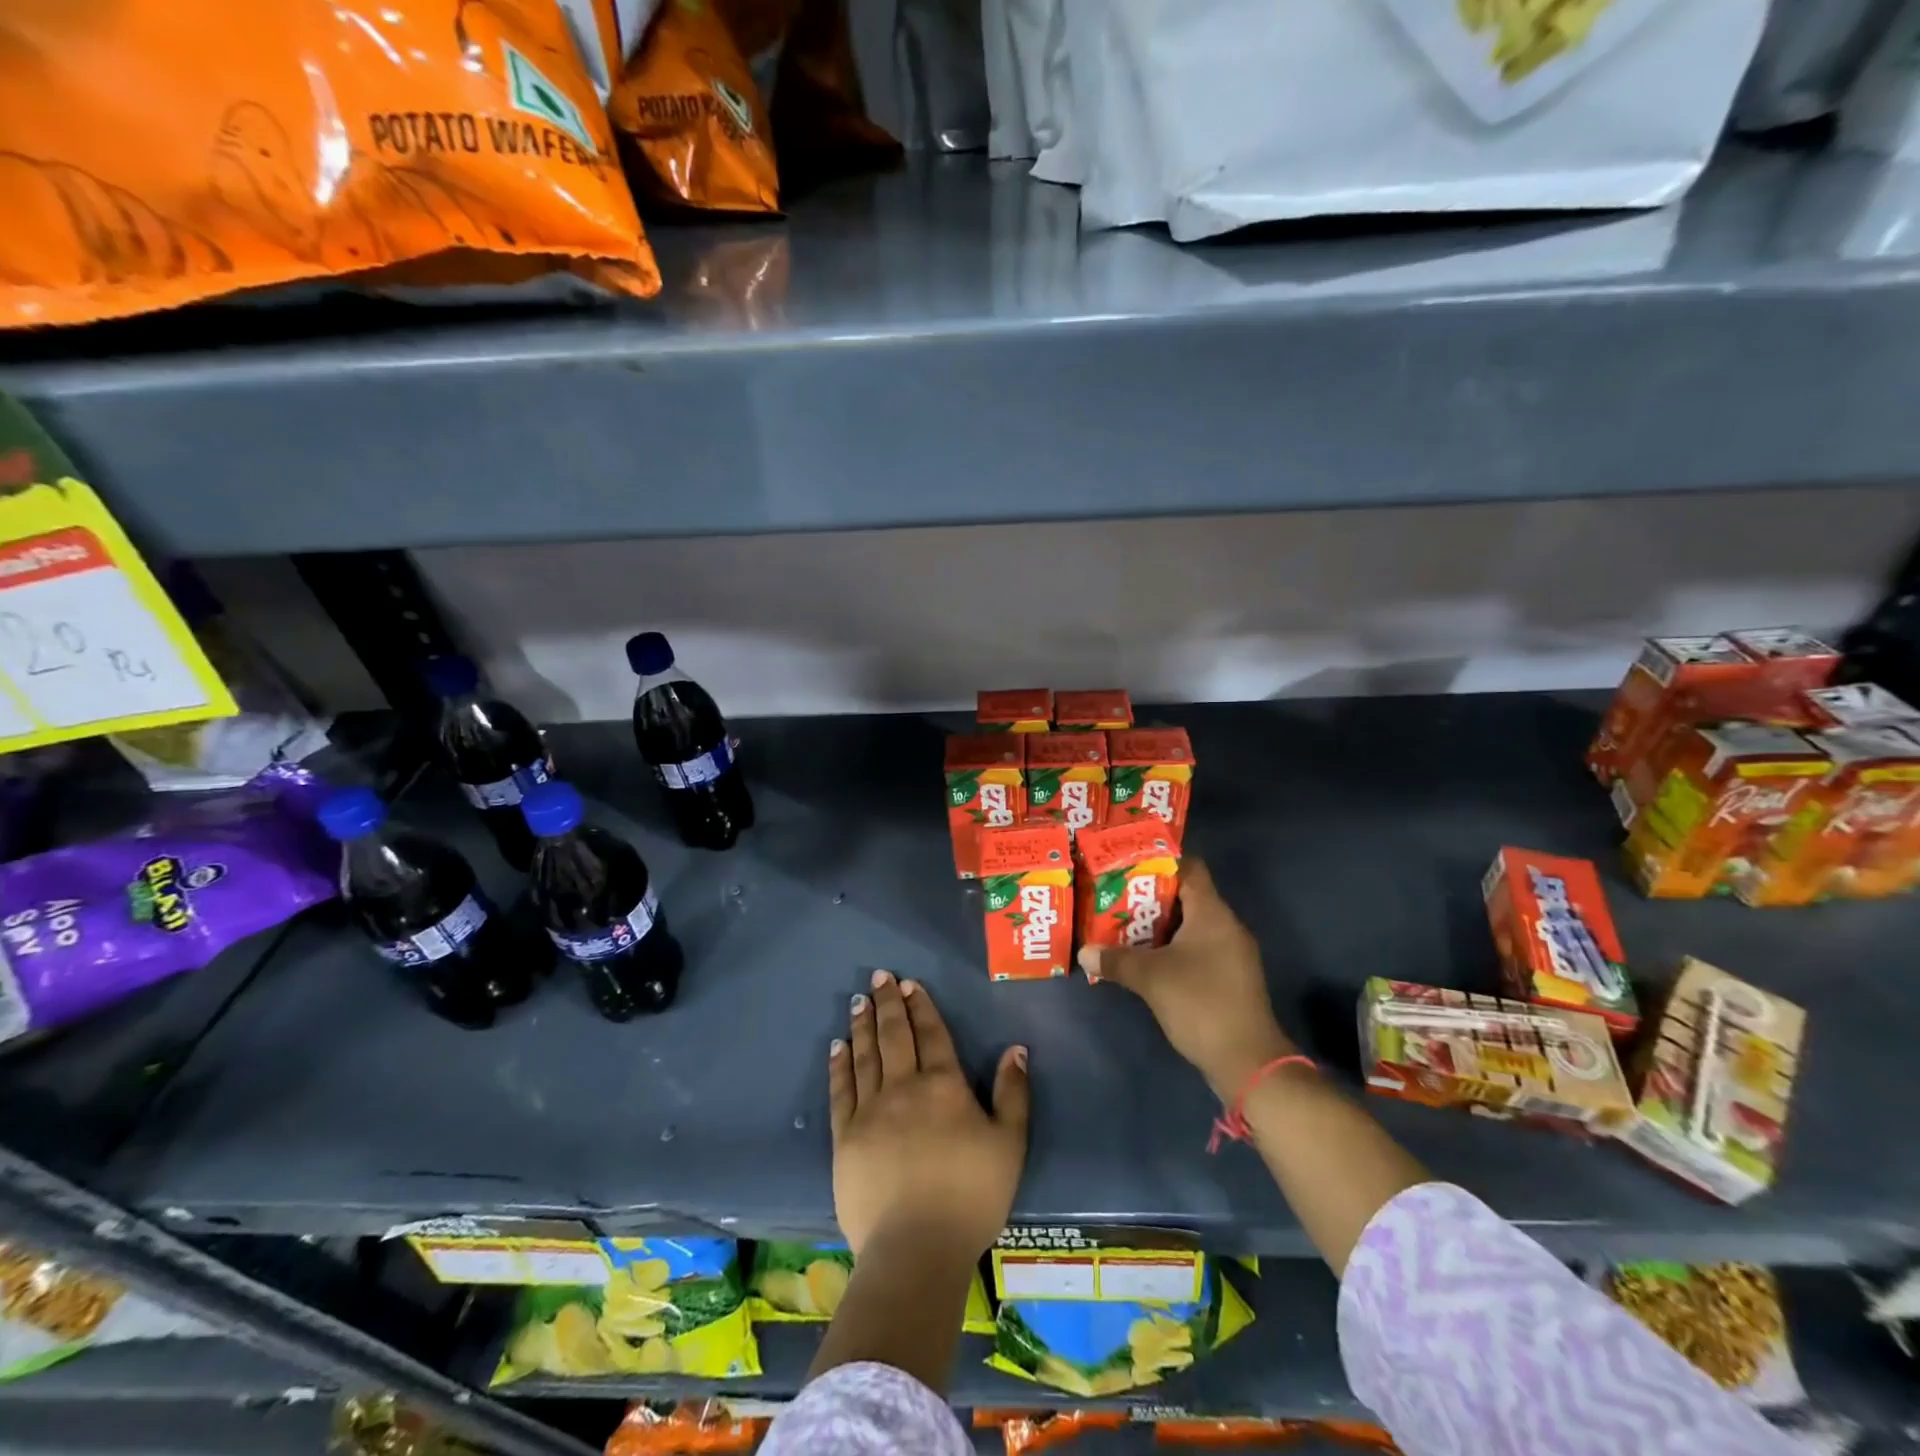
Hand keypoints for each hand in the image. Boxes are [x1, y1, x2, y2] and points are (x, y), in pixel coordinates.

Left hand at [828, 970, 1029, 1260]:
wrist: (917, 1249)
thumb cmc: (971, 1197)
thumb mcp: (1009, 1144)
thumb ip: (1013, 1093)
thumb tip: (1016, 1049)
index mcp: (944, 1086)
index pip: (931, 1034)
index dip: (921, 1006)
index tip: (909, 984)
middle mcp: (904, 1087)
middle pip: (895, 1035)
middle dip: (887, 1003)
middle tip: (878, 977)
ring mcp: (870, 1111)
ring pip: (865, 1055)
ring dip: (863, 1025)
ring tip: (858, 1001)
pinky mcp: (845, 1137)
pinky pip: (840, 1091)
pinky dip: (839, 1064)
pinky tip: (838, 1046)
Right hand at [1078, 859, 1295, 1100]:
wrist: (1248, 1062)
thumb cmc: (1200, 1004)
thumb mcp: (1151, 979)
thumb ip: (1116, 960)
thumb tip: (1083, 951)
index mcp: (1212, 913)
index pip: (1189, 868)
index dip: (1159, 861)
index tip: (1127, 863)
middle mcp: (1226, 925)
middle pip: (1186, 896)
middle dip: (1150, 896)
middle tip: (1114, 896)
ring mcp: (1231, 953)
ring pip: (1190, 925)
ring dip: (1159, 925)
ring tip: (1122, 926)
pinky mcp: (1229, 977)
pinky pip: (1197, 948)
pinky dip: (1172, 947)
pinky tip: (1146, 959)